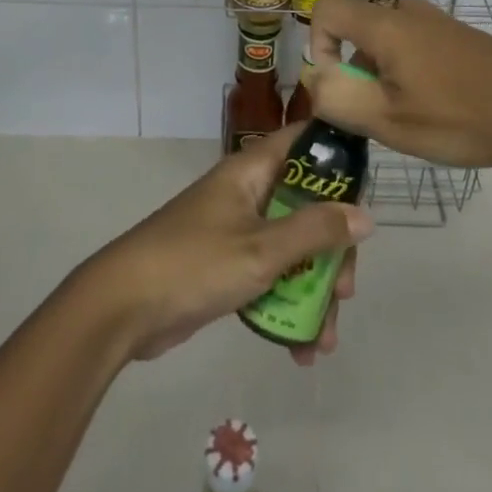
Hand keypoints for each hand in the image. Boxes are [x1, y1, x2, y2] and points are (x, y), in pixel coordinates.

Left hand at [77, 123, 372, 365]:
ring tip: (324, 339)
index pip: (304, 142)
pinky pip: (270, 276)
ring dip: (312, 290)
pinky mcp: (226, 266)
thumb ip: (315, 232)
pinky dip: (286, 306)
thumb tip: (365, 216)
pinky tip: (300, 349)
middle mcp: (247, 192)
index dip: (338, 157)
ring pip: (291, 247)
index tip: (367, 190)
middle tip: (344, 291)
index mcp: (252, 170)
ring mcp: (236, 230)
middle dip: (331, 250)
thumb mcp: (262, 250)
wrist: (123, 307)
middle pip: (306, 206)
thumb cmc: (195, 263)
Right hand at [306, 0, 491, 172]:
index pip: (324, 10)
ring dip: (380, 74)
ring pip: (383, 40)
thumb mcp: (389, 119)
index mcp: (383, 23)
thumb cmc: (459, 116)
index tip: (341, 86)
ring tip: (409, 115)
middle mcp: (404, 11)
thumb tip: (315, 79)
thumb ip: (338, 98)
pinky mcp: (454, 34)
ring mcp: (433, 20)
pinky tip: (436, 106)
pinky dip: (406, 71)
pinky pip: (409, 44)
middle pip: (354, 28)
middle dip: (352, 70)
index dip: (317, 46)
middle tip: (377, 112)